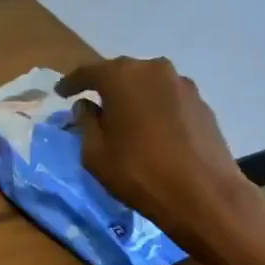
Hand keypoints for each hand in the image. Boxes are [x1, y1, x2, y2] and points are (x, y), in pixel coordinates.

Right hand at [56, 56, 256, 251]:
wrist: (204, 195)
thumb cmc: (139, 172)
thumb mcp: (95, 153)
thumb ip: (86, 123)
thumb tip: (87, 106)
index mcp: (122, 76)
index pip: (88, 72)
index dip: (71, 83)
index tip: (60, 93)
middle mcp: (153, 70)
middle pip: (121, 73)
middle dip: (105, 87)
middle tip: (93, 104)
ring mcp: (182, 85)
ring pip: (147, 84)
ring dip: (133, 97)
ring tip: (124, 118)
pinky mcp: (202, 103)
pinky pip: (168, 99)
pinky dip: (155, 108)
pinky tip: (152, 129)